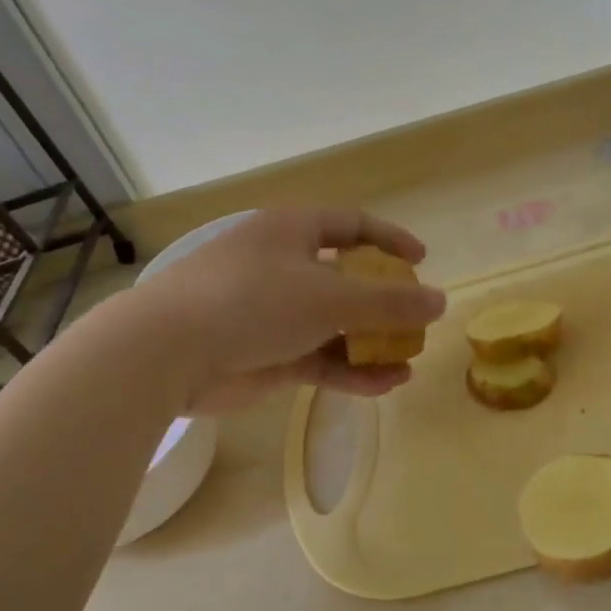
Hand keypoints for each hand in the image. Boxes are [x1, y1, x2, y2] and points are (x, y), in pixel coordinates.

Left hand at [121, 207, 446, 413]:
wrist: (168, 354)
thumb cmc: (254, 302)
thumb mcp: (332, 297)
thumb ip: (391, 302)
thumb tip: (441, 301)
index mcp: (292, 232)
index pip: (351, 225)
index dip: (389, 239)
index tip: (422, 260)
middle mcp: (283, 267)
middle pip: (347, 280)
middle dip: (384, 303)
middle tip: (415, 321)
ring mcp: (273, 314)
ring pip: (335, 325)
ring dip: (371, 343)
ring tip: (407, 361)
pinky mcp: (267, 355)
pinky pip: (320, 359)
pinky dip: (350, 371)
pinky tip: (384, 385)